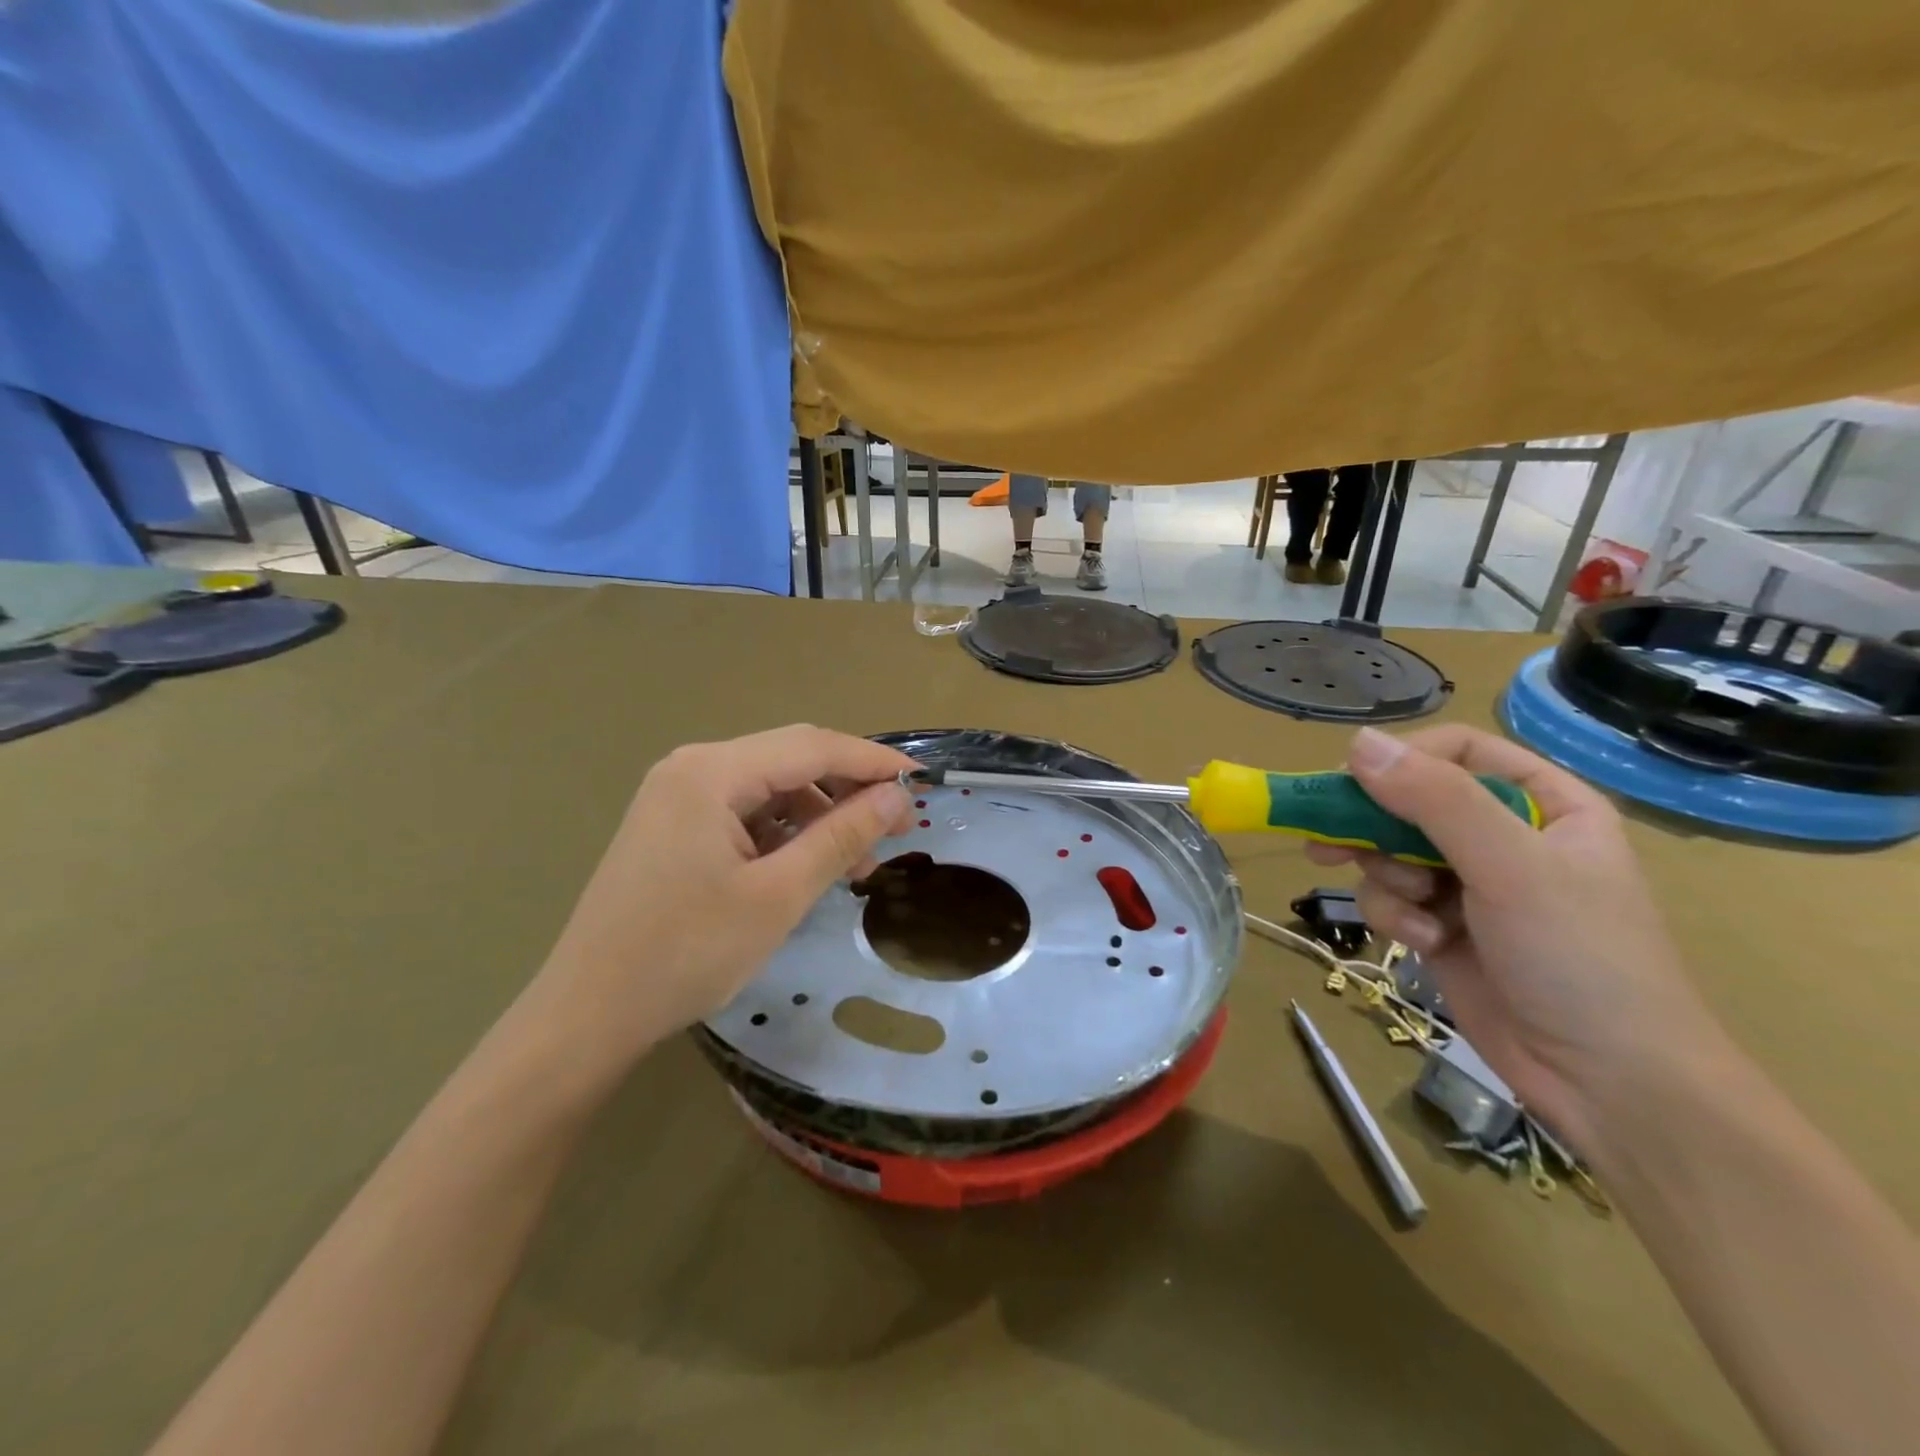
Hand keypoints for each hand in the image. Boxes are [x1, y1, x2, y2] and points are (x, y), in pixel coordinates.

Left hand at [528, 725, 914, 1075]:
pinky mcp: (673, 826)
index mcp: (711, 772)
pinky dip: (784, 832)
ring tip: (855, 863)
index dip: (873, 762)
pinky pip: (744, 812)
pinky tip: (807, 866)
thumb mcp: (778, 895)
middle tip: (897, 826)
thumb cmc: (686, 953)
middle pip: (790, 759)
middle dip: (848, 788)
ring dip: (818, 816)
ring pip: (770, 787)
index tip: (922, 784)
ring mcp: (677, 796)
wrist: (588, 1013)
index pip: (812, 747)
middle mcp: (692, 768)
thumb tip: (897, 798)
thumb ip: (841, 836)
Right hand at [1307, 725, 1722, 1155]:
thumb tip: (1358, 743)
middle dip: (1375, 826)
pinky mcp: (1441, 924)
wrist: (1608, 1082)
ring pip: (1389, 850)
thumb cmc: (1579, 957)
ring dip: (1389, 879)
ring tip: (1417, 911)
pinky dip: (1397, 916)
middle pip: (1410, 799)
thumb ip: (1435, 799)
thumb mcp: (1510, 865)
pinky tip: (1425, 943)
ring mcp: (1470, 882)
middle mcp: (1503, 834)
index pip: (1457, 749)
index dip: (1404, 760)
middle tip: (1329, 843)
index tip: (1353, 783)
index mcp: (1542, 803)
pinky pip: (1390, 897)